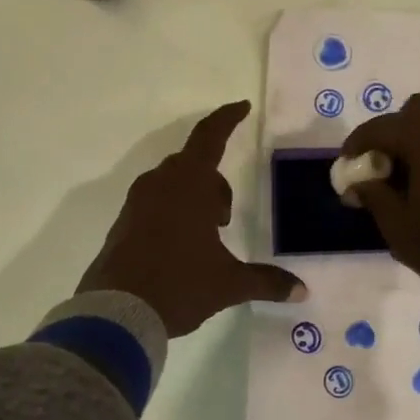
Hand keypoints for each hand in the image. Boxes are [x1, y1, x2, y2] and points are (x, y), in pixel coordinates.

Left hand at [80, 101, 305, 335]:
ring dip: (193, 198)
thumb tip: (302, 290)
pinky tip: (180, 248)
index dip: (228, 119)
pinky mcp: (123, 223)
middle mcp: (160, 184)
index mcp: (188, 185)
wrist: (117, 312)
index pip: (210, 137)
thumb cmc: (179, 285)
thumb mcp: (228, 284)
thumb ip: (266, 281)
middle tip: (225, 218)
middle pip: (193, 165)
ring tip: (206, 236)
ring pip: (172, 184)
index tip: (242, 107)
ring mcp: (136, 203)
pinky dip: (172, 212)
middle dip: (214, 183)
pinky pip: (154, 202)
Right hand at [341, 94, 419, 321]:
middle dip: (393, 133)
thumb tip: (360, 181)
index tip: (346, 169)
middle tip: (381, 166)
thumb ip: (373, 194)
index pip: (379, 128)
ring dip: (418, 139)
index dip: (356, 146)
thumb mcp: (397, 225)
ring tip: (407, 176)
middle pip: (415, 112)